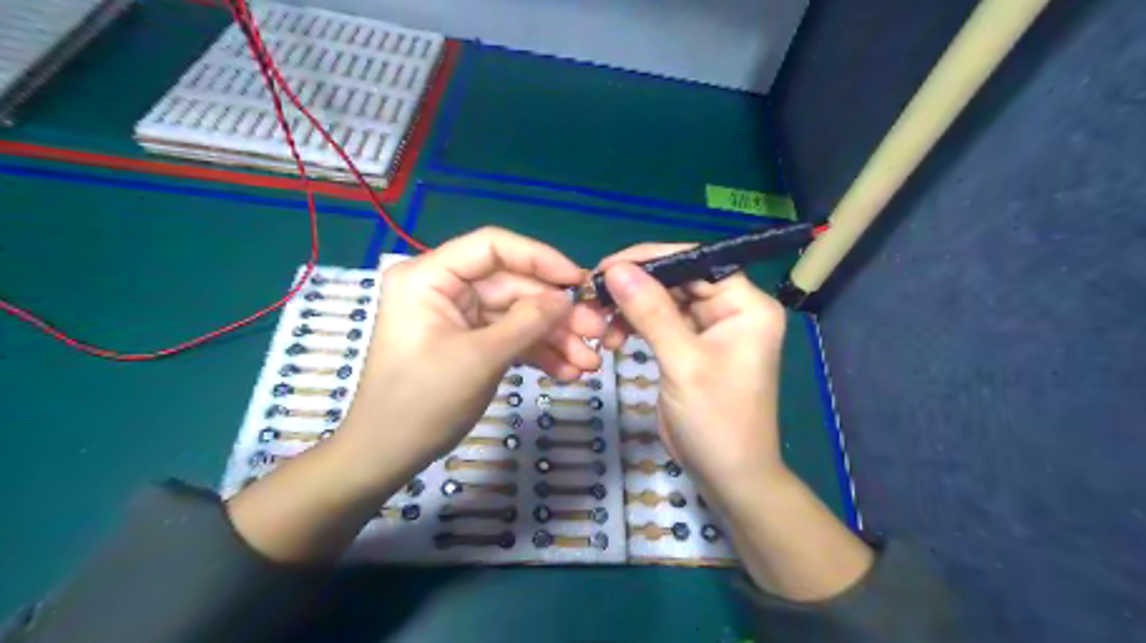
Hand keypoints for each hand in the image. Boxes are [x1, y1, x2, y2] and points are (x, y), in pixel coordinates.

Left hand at [345, 226, 608, 472]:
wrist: (387, 456)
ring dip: (554, 338)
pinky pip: (510, 338)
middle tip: (597, 333)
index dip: (540, 259)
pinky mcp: (470, 342)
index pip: (492, 247)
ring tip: (588, 363)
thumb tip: (568, 299)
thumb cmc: (422, 401)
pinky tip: (567, 372)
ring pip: (517, 315)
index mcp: (430, 276)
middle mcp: (445, 288)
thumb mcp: (480, 358)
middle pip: (513, 286)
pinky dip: (538, 353)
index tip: (579, 281)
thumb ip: (528, 322)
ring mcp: (459, 317)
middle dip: (555, 314)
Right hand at [596, 247, 874, 603]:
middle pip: (678, 279)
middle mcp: (731, 309)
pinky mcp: (691, 347)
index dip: (652, 259)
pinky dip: (635, 325)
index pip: (698, 262)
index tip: (608, 267)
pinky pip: (660, 323)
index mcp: (746, 305)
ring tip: (600, 323)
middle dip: (635, 286)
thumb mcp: (683, 363)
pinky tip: (613, 336)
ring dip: (630, 308)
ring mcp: (710, 328)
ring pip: (664, 300)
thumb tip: (617, 269)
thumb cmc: (717, 420)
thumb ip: (651, 312)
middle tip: (594, 294)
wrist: (727, 476)